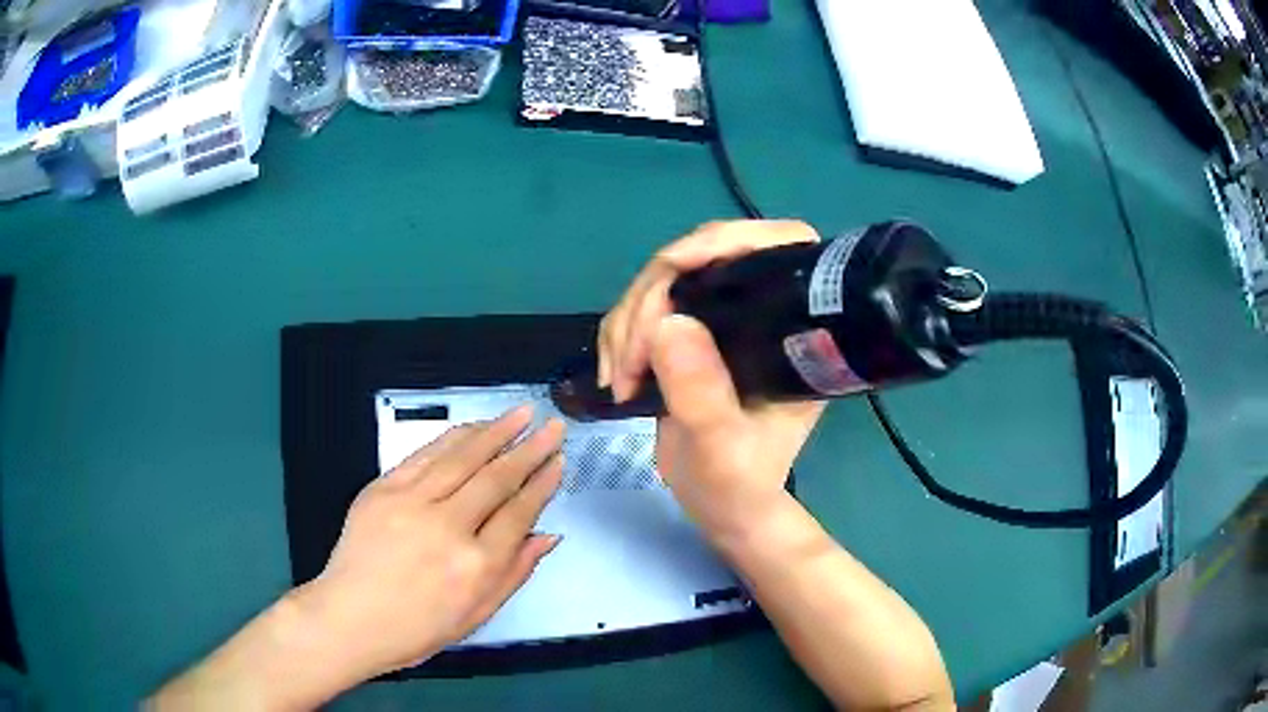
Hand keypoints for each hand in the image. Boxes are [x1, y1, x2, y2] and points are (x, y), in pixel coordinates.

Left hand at [298, 407, 564, 678]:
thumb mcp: (477, 615)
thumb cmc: (416, 629)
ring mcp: (411, 503)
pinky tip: (472, 428)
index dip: (542, 484)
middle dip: (529, 449)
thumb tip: (547, 536)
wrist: (350, 618)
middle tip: (553, 426)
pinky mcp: (382, 489)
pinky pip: (424, 455)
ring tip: (521, 414)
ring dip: (495, 431)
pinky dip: (453, 438)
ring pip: (462, 457)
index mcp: (475, 566)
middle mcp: (447, 528)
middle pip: (496, 478)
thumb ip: (515, 573)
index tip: (557, 463)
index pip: (518, 512)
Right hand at [597, 220, 826, 536]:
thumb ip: (701, 393)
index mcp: (794, 329)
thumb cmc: (738, 484)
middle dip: (653, 297)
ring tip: (619, 377)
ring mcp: (722, 320)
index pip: (780, 246)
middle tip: (629, 358)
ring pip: (665, 280)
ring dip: (627, 321)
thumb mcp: (722, 449)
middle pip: (705, 258)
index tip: (675, 266)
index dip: (730, 240)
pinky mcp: (689, 334)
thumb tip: (668, 323)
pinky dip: (620, 333)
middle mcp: (762, 312)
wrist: (722, 506)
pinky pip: (645, 307)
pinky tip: (615, 374)